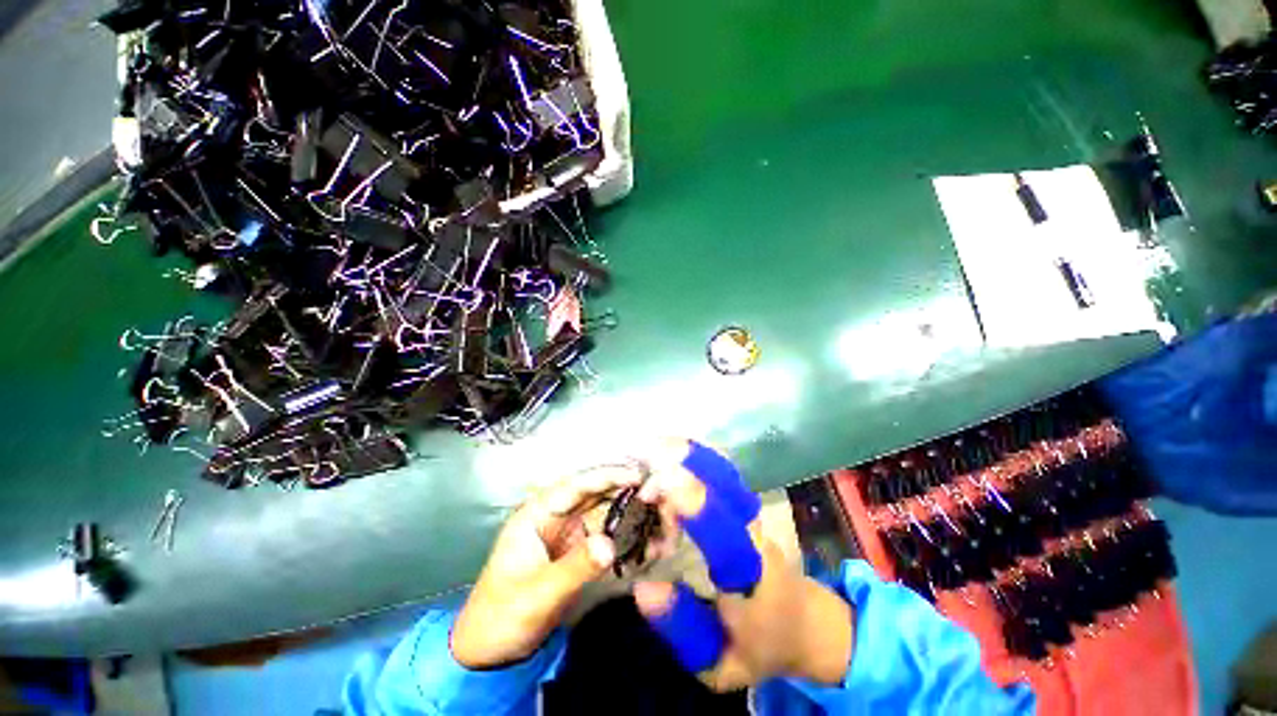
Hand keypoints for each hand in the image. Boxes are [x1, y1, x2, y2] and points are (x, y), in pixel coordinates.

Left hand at [450, 464, 643, 668]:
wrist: (491, 650)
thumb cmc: (503, 616)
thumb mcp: (538, 595)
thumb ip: (574, 568)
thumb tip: (610, 544)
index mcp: (537, 513)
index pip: (576, 485)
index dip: (607, 475)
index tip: (637, 474)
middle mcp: (554, 514)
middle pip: (593, 491)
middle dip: (623, 486)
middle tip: (655, 486)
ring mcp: (567, 530)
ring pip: (602, 507)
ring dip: (628, 505)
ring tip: (657, 504)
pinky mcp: (577, 547)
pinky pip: (605, 530)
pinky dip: (625, 528)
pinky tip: (645, 531)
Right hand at [632, 440, 853, 690]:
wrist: (805, 622)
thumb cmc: (762, 644)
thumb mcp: (720, 662)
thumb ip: (683, 629)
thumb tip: (643, 588)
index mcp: (749, 573)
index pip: (724, 532)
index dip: (694, 505)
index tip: (659, 485)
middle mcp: (752, 530)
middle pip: (723, 482)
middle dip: (683, 462)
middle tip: (642, 455)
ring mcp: (750, 511)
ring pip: (720, 470)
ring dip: (685, 455)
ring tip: (647, 449)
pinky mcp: (743, 503)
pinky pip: (717, 470)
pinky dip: (692, 456)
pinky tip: (668, 450)